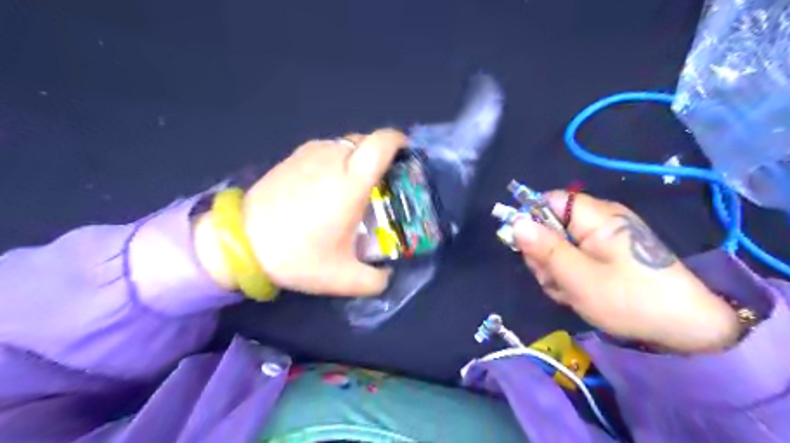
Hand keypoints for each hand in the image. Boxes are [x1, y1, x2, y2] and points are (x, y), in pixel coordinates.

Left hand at [196, 128, 406, 297]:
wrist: (241, 243)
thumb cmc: (297, 256)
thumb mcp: (343, 278)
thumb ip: (374, 281)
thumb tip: (386, 275)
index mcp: (351, 181)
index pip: (382, 143)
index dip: (398, 142)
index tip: (405, 155)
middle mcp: (332, 159)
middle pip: (366, 140)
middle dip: (380, 155)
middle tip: (383, 181)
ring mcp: (309, 154)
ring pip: (345, 143)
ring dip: (357, 158)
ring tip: (354, 186)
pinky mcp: (292, 158)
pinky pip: (326, 149)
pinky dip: (336, 160)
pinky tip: (326, 187)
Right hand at [512, 190, 741, 352]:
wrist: (686, 331)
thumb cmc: (630, 300)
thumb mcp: (579, 277)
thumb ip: (545, 249)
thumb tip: (515, 222)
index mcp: (596, 217)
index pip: (549, 201)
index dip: (531, 219)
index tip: (527, 248)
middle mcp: (598, 222)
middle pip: (550, 225)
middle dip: (544, 254)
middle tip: (555, 279)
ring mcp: (602, 240)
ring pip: (557, 247)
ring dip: (554, 271)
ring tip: (570, 291)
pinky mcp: (605, 257)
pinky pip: (572, 260)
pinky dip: (568, 277)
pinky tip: (579, 294)